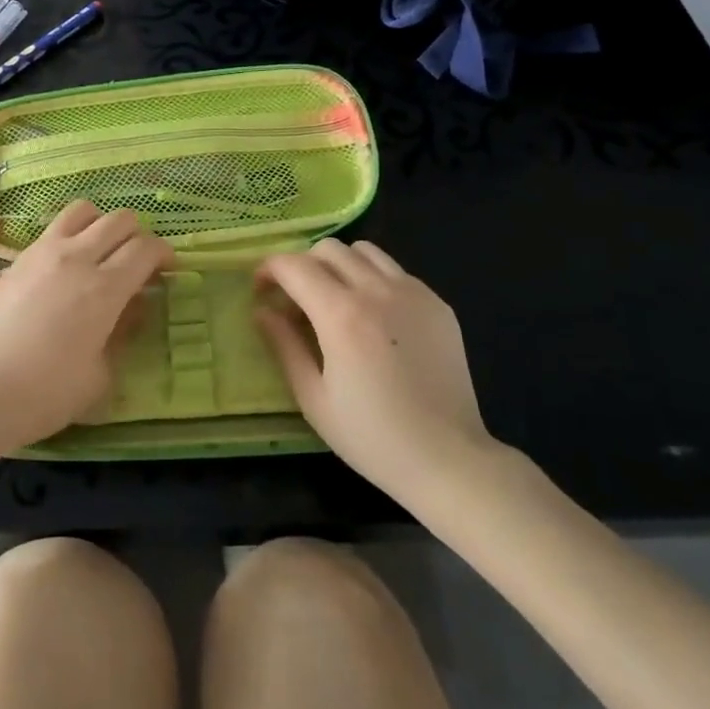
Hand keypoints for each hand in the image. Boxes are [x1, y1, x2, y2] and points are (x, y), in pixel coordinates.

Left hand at [0, 201, 172, 457]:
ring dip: (101, 224)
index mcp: (103, 288)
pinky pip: (53, 229)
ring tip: (101, 253)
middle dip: (138, 236)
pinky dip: (71, 235)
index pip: (145, 248)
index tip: (167, 270)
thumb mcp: (98, 376)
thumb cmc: (42, 395)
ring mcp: (42, 252)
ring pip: (83, 210)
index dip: (164, 254)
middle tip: (139, 264)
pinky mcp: (16, 259)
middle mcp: (75, 258)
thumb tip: (132, 308)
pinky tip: (66, 267)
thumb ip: (121, 334)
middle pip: (119, 220)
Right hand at [257, 240, 499, 499]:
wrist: (448, 459)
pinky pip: (395, 271)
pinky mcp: (438, 303)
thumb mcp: (314, 398)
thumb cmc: (372, 437)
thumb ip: (284, 346)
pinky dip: (373, 279)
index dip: (269, 270)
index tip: (261, 289)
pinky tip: (374, 316)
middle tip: (296, 298)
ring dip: (339, 265)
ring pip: (364, 251)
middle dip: (303, 265)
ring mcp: (413, 293)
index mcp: (342, 315)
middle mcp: (377, 291)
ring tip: (335, 299)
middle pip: (328, 249)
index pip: (295, 266)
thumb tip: (262, 311)